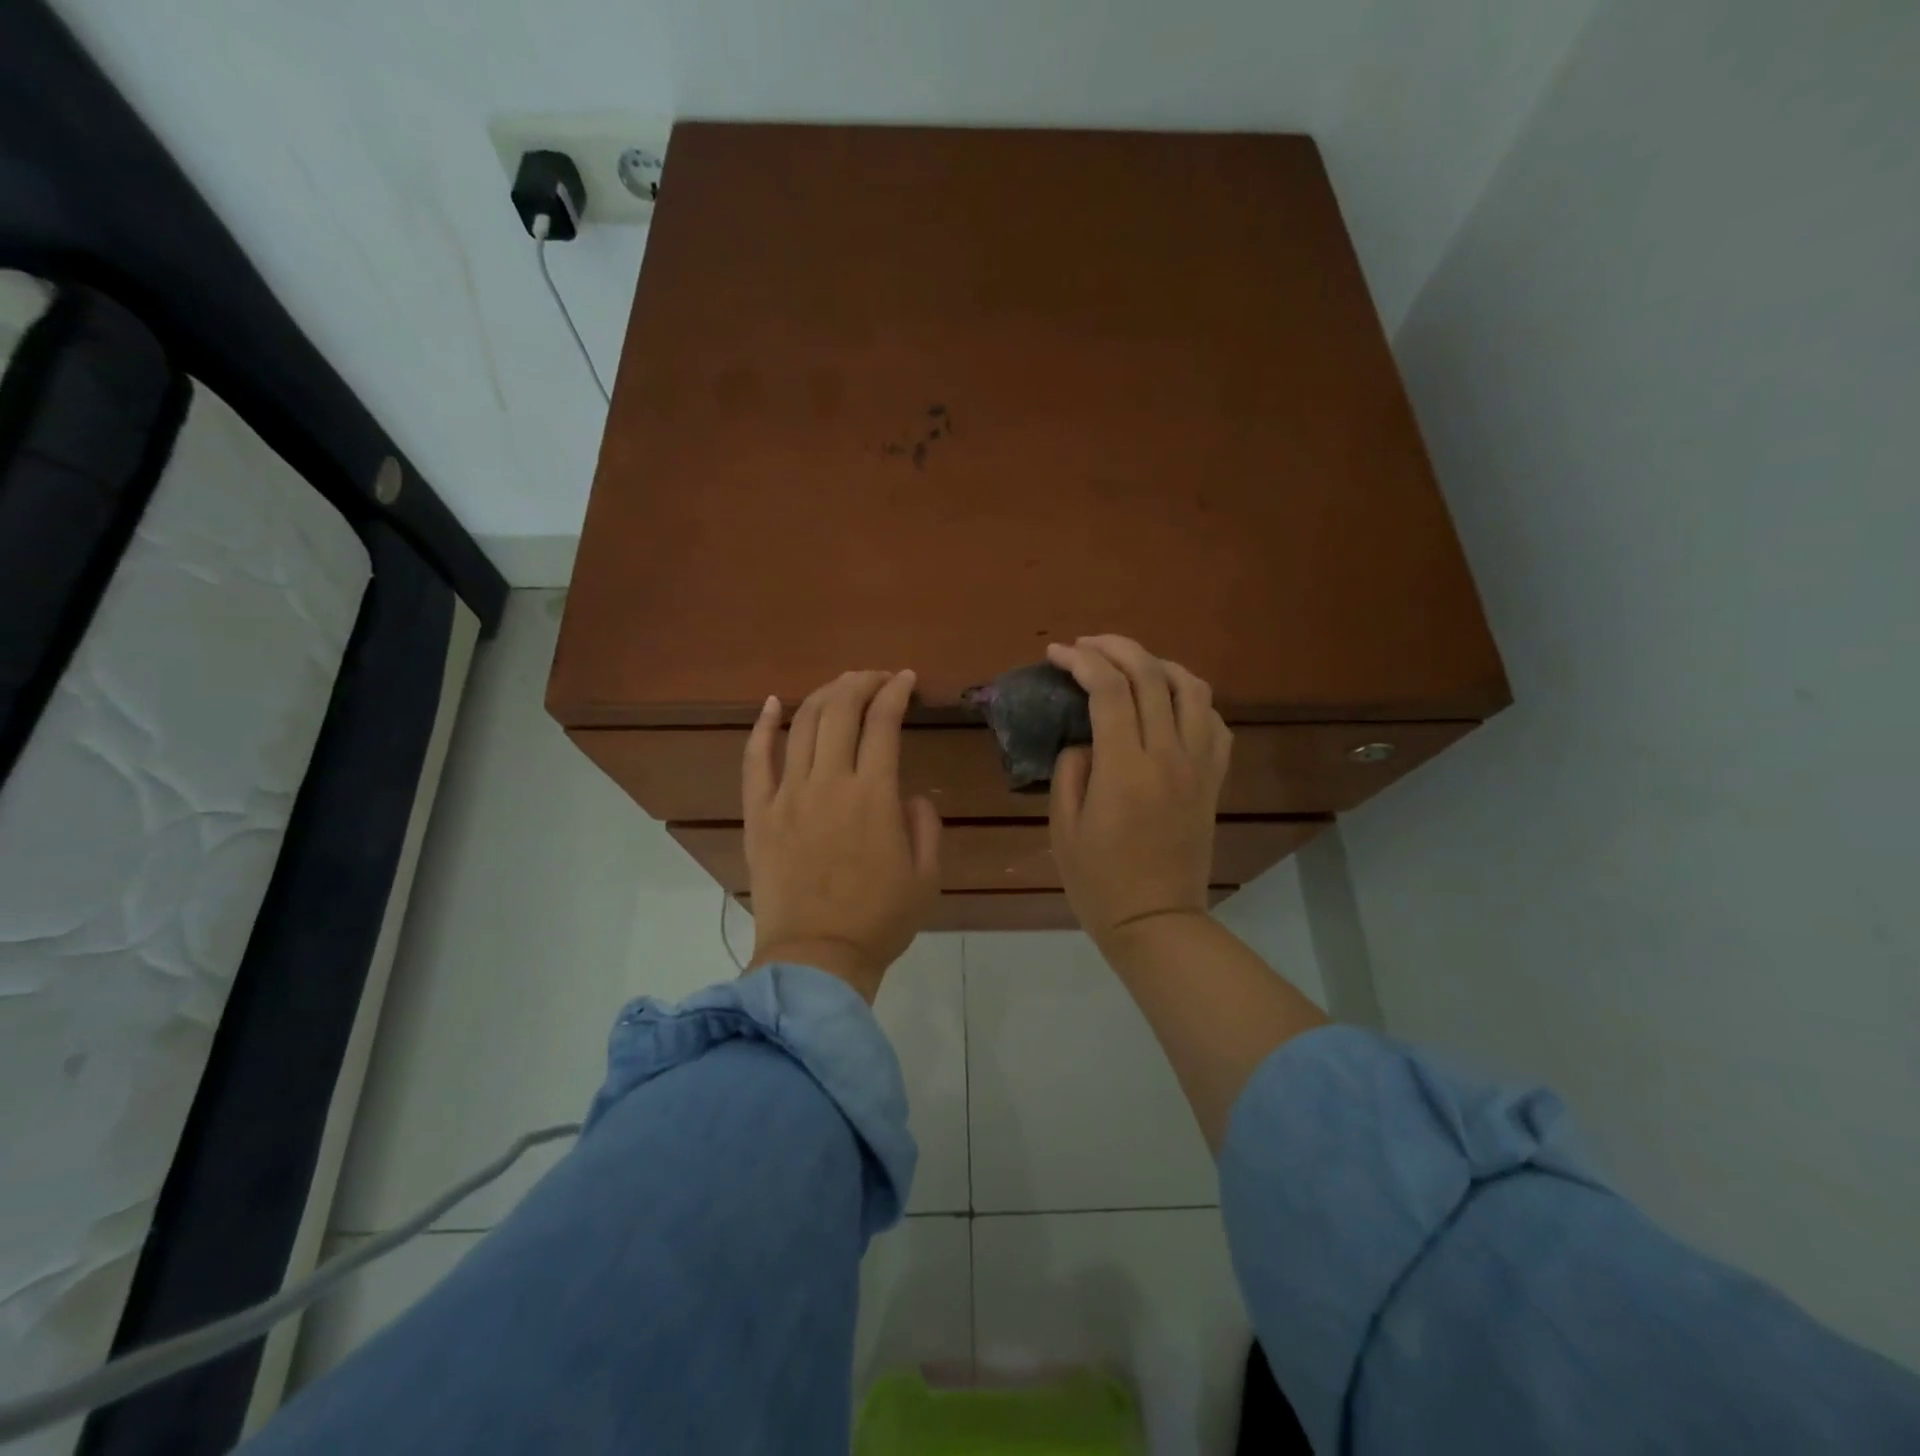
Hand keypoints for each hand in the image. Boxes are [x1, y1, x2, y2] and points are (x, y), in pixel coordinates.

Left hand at [742, 669, 942, 999]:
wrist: (816, 959)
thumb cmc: (879, 920)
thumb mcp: (927, 876)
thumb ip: (924, 825)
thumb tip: (908, 795)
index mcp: (873, 796)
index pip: (883, 723)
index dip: (896, 693)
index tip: (906, 679)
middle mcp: (828, 783)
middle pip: (840, 711)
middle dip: (861, 683)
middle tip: (876, 677)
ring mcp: (787, 796)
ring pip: (802, 726)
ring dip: (823, 696)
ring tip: (840, 686)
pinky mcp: (758, 814)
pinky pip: (755, 760)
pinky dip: (763, 727)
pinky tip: (773, 704)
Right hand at [1046, 636, 1231, 945]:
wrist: (1156, 920)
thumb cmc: (1098, 881)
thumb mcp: (1063, 827)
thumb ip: (1070, 771)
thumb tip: (1085, 739)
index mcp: (1125, 769)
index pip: (1109, 690)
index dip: (1081, 661)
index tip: (1057, 654)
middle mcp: (1169, 756)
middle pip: (1151, 676)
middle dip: (1115, 647)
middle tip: (1087, 644)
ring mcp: (1199, 766)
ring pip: (1192, 689)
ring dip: (1158, 664)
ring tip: (1130, 665)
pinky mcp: (1214, 780)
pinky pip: (1215, 722)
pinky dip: (1191, 699)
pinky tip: (1169, 702)